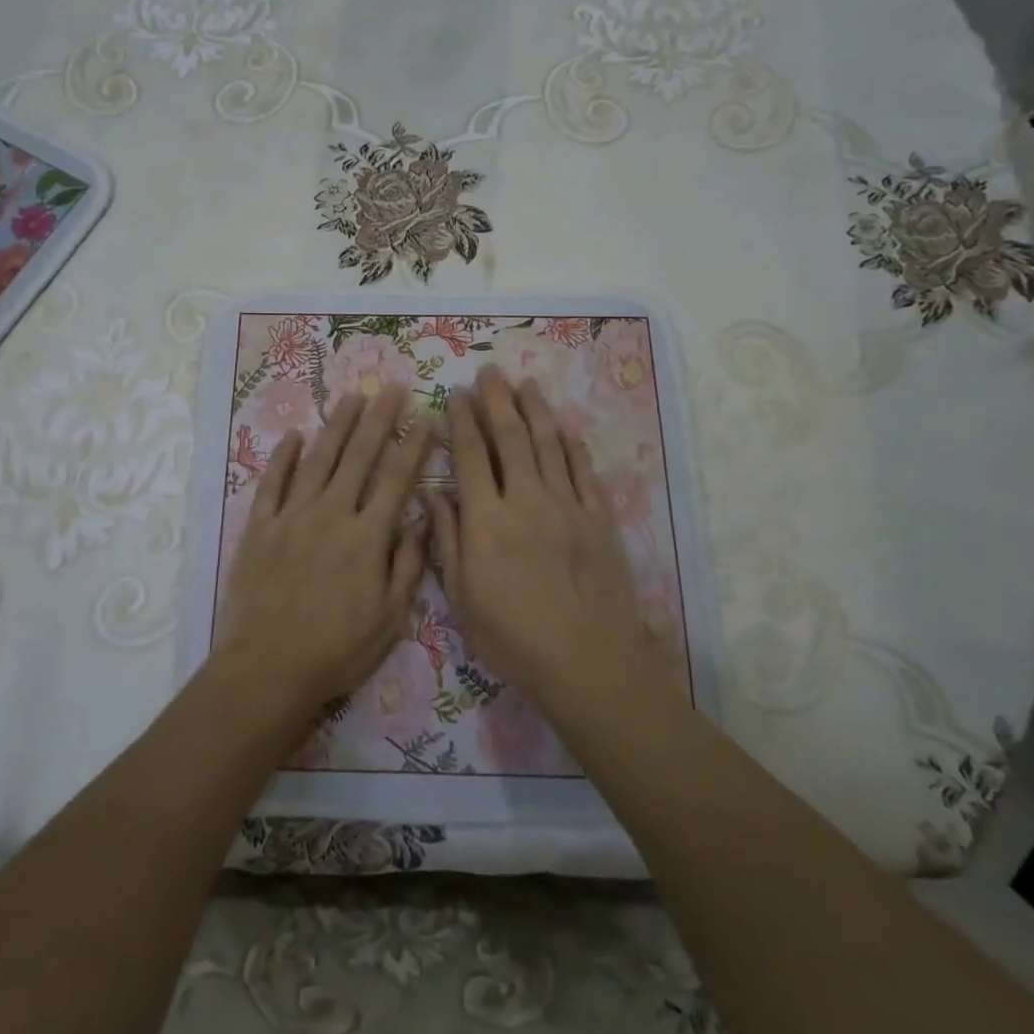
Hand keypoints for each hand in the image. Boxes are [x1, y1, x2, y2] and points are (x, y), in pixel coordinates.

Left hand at [215, 388, 435, 722]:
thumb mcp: (391, 617)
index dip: (414, 445)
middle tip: (392, 387)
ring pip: (318, 460)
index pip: (397, 479)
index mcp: (367, 536)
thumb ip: (407, 564)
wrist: (269, 667)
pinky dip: (282, 457)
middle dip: (379, 419)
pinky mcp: (260, 527)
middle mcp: (331, 514)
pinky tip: (293, 435)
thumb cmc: (337, 649)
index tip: (426, 416)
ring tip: (352, 397)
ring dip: (336, 426)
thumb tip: (419, 518)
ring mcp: (292, 517)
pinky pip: (272, 484)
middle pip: (359, 457)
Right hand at [428, 367, 649, 713]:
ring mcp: (567, 506)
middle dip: (497, 401)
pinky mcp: (599, 520)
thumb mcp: (462, 598)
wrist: (586, 661)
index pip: (471, 455)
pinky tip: (566, 429)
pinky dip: (574, 446)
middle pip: (511, 438)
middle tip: (489, 372)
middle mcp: (526, 500)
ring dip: (536, 411)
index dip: (462, 420)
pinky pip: (585, 472)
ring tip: (526, 384)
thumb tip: (434, 497)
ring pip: (549, 445)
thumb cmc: (513, 637)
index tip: (456, 394)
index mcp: (486, 519)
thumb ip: (447, 542)